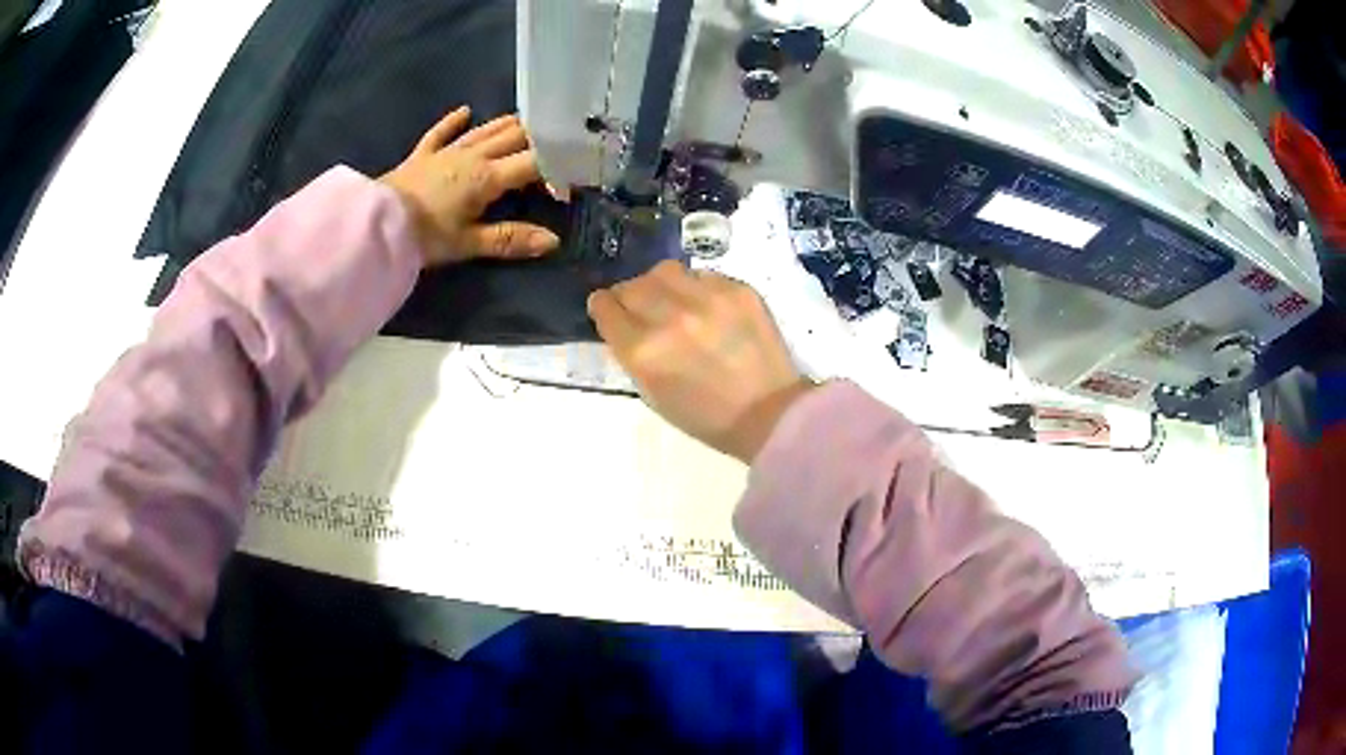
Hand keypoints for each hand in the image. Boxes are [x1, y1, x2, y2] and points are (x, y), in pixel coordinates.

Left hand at [381, 107, 560, 265]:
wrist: (375, 223)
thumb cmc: (424, 236)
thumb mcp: (469, 243)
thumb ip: (511, 239)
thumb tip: (553, 242)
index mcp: (488, 177)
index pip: (534, 164)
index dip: (557, 167)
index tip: (574, 173)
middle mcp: (472, 156)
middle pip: (514, 138)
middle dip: (539, 139)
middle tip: (557, 142)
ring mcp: (446, 152)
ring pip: (485, 131)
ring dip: (508, 125)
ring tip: (528, 122)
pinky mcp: (422, 155)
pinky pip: (441, 133)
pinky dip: (453, 121)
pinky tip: (465, 110)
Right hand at [588, 260, 814, 462]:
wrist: (769, 413)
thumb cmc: (705, 416)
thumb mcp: (652, 392)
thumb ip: (631, 351)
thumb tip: (622, 320)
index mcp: (642, 350)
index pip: (605, 306)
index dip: (604, 307)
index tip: (610, 310)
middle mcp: (669, 316)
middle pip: (631, 285)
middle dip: (630, 296)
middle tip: (643, 309)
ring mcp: (707, 298)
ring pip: (665, 271)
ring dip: (662, 285)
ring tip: (674, 302)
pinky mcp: (738, 289)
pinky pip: (702, 274)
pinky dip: (697, 287)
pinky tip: (708, 308)